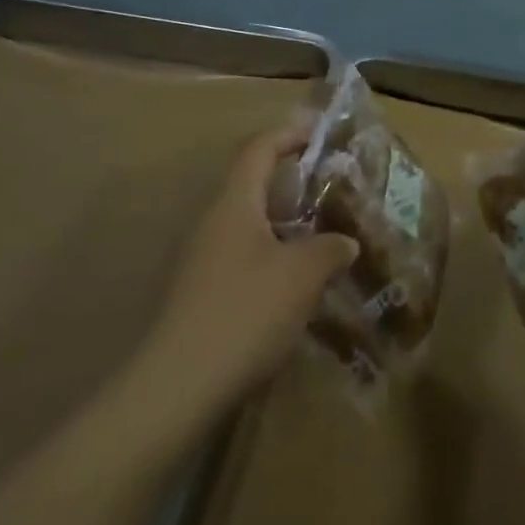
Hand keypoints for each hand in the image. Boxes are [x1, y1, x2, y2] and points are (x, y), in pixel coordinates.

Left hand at [142, 127, 357, 407]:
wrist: (178, 389)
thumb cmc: (246, 312)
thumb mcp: (303, 274)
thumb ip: (330, 248)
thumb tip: (346, 241)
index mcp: (234, 205)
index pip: (258, 150)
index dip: (289, 135)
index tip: (320, 134)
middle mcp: (214, 225)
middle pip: (253, 187)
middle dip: (293, 184)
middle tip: (333, 191)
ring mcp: (202, 263)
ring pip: (250, 227)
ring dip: (286, 226)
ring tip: (325, 239)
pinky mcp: (201, 297)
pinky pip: (244, 260)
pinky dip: (274, 259)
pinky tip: (298, 287)